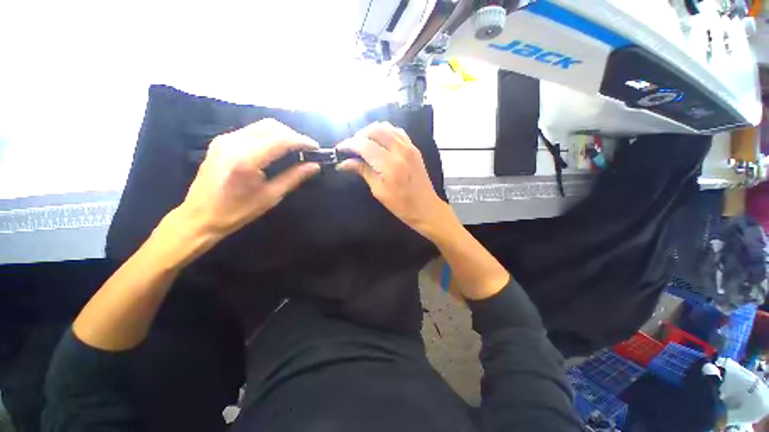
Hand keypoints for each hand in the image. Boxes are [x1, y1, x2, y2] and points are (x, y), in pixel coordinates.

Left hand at [180, 118, 320, 237]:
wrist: (199, 216)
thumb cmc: (237, 211)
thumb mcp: (270, 196)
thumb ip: (294, 178)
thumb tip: (315, 166)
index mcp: (246, 159)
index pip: (281, 140)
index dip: (302, 141)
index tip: (316, 148)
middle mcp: (233, 143)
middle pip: (271, 126)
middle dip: (293, 135)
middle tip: (307, 149)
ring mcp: (224, 139)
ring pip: (261, 126)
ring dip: (282, 134)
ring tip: (295, 148)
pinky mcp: (221, 141)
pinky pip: (251, 131)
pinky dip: (269, 135)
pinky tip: (276, 148)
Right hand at [336, 122, 447, 236]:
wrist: (426, 208)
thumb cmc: (401, 205)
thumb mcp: (379, 191)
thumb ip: (363, 171)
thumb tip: (344, 163)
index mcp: (390, 165)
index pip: (364, 145)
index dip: (349, 144)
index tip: (339, 149)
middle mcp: (401, 150)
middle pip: (375, 129)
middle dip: (359, 135)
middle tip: (351, 148)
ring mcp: (410, 147)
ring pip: (386, 127)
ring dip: (371, 132)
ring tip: (363, 144)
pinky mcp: (414, 148)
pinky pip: (397, 131)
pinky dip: (385, 132)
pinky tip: (380, 142)